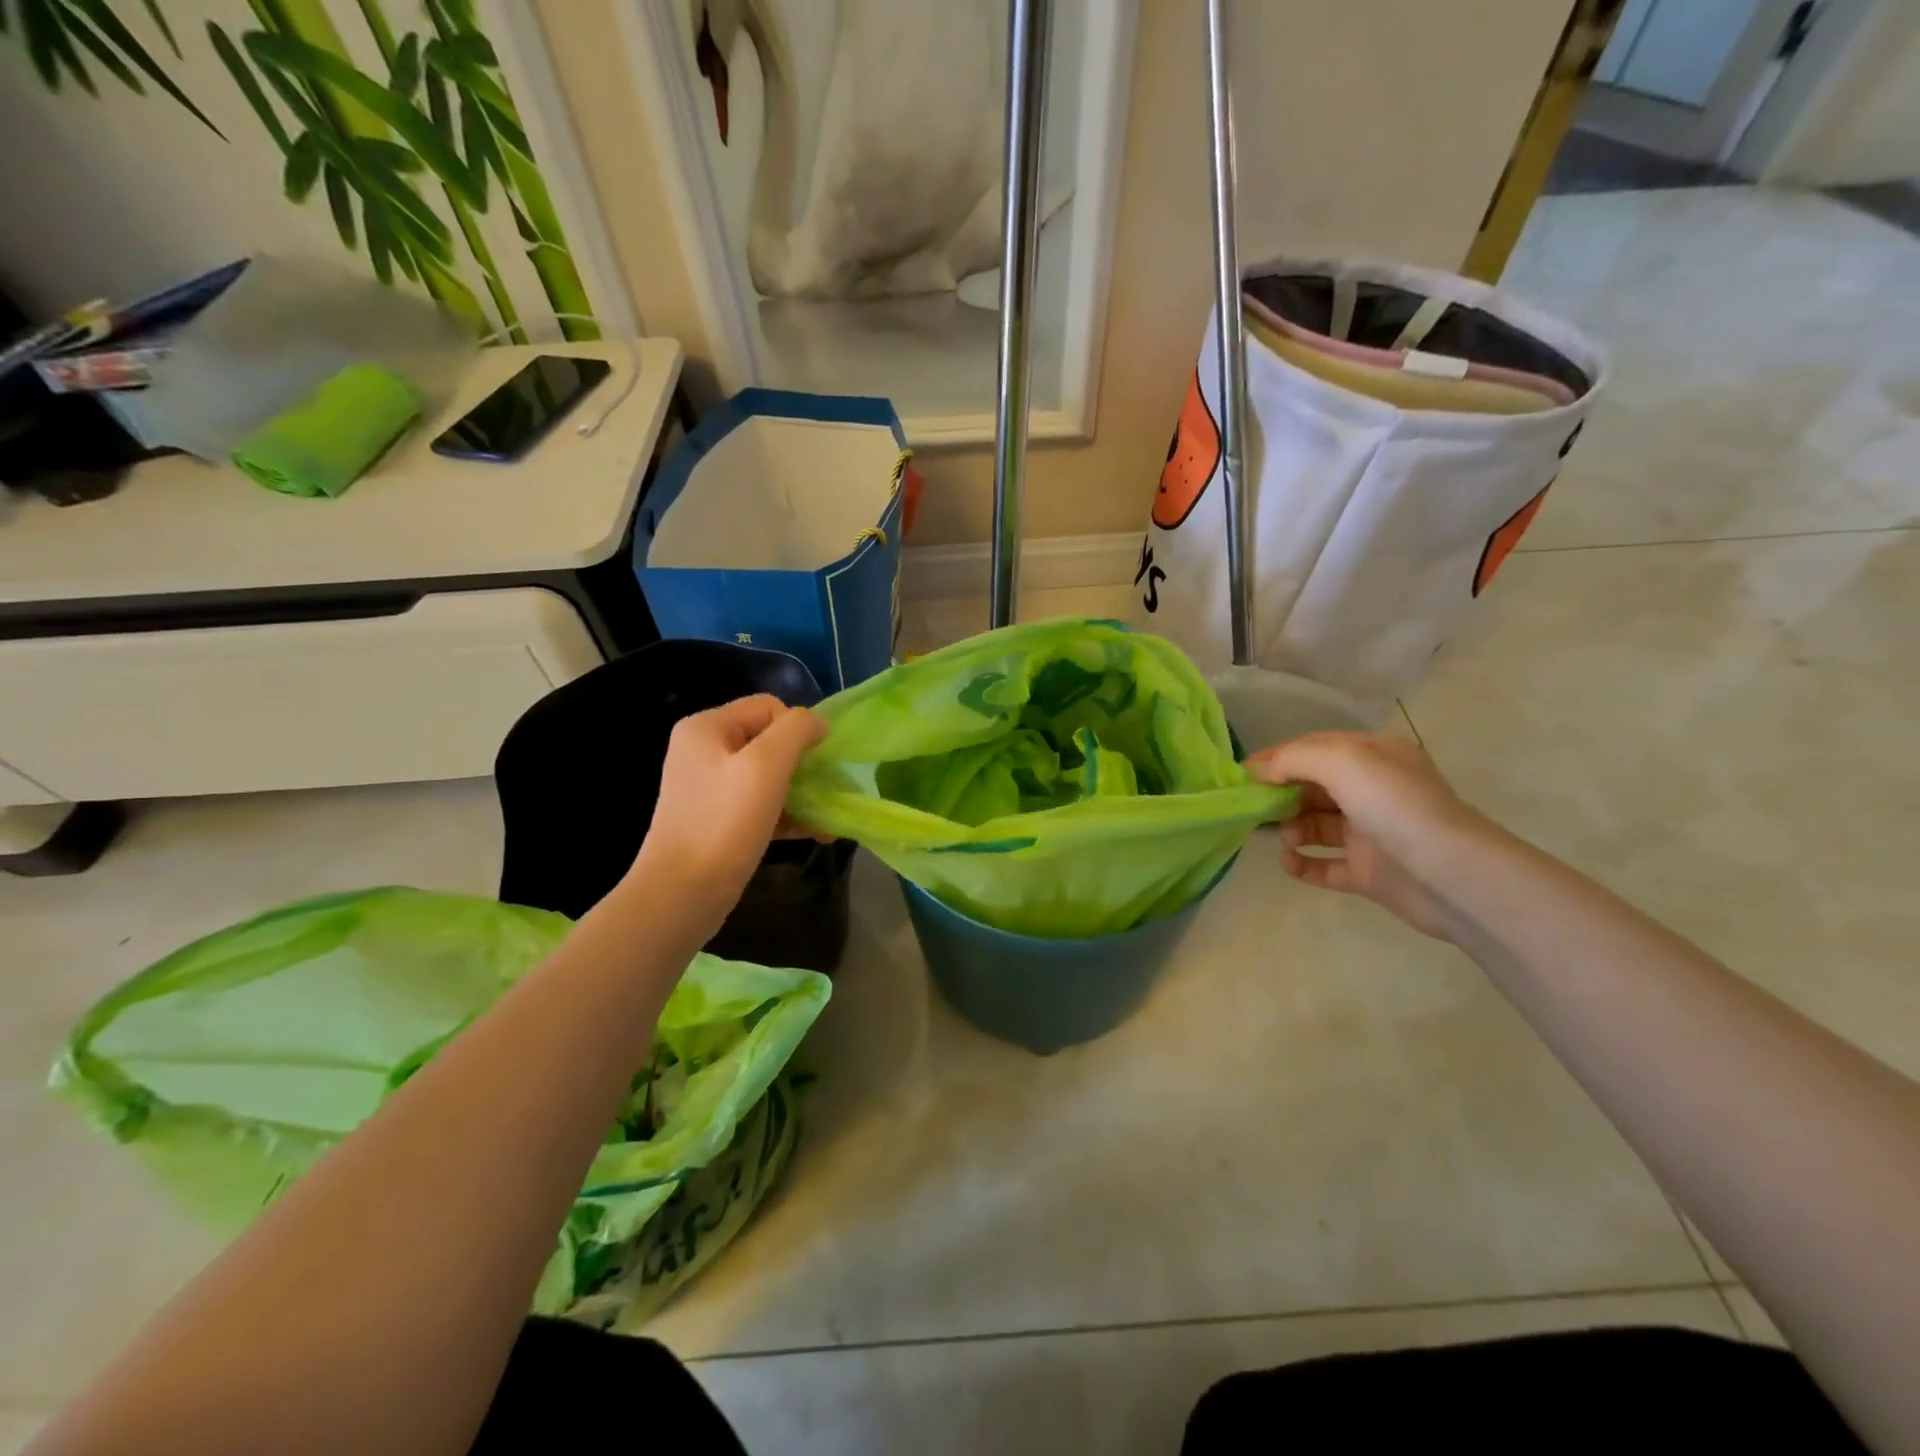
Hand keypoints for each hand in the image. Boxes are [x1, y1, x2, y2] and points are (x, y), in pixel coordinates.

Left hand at [631, 695, 827, 930]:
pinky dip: (788, 815)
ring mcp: (709, 788)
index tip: (816, 763)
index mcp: (707, 728)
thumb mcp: (766, 765)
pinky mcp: (718, 820)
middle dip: (804, 764)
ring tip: (828, 818)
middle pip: (770, 741)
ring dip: (803, 793)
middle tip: (828, 791)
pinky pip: (761, 805)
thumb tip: (817, 724)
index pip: (768, 707)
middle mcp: (703, 751)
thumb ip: (796, 730)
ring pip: (769, 776)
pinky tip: (818, 833)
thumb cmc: (725, 822)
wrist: (682, 894)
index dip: (798, 729)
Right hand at [1245, 732, 1482, 940]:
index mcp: (1374, 757)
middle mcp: (1373, 791)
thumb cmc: (1396, 807)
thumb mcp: (1342, 761)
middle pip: (1312, 787)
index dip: (1277, 758)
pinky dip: (1304, 864)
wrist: (1451, 875)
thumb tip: (1258, 771)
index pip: (1314, 749)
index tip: (1242, 775)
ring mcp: (1371, 833)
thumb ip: (1294, 759)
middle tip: (1255, 809)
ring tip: (1286, 839)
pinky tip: (1290, 864)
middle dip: (1281, 795)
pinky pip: (1325, 865)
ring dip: (1292, 829)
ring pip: (1316, 825)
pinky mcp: (1369, 872)